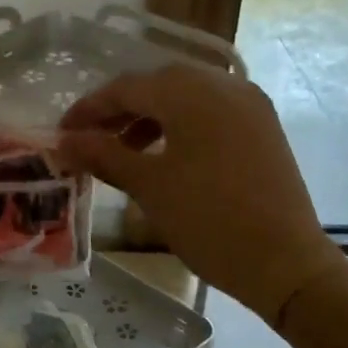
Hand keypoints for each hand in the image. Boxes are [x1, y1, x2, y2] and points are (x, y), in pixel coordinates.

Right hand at [56, 65, 345, 323]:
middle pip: (157, 85)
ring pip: (185, 96)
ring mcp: (249, 103)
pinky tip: (164, 154)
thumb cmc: (208, 220)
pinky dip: (180, 123)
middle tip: (89, 139)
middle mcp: (223, 85)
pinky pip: (210, 110)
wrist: (285, 263)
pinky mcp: (262, 125)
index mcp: (191, 93)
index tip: (62, 134)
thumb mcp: (148, 186)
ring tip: (123, 150)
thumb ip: (103, 155)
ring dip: (148, 116)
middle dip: (118, 109)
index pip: (126, 87)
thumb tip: (64, 142)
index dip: (89, 109)